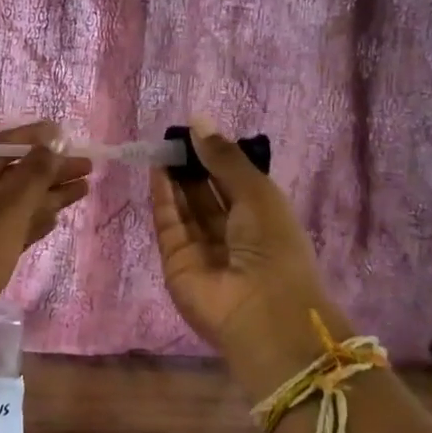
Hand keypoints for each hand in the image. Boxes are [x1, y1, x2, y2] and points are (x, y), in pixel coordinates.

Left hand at [0, 121, 91, 362]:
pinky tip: (56, 217)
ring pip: (17, 200)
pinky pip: (13, 225)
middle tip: (89, 168)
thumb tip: (52, 142)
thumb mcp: (9, 206)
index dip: (37, 138)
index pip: (5, 144)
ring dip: (49, 193)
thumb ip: (34, 173)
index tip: (69, 135)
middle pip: (15, 172)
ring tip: (84, 188)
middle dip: (51, 169)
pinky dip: (34, 219)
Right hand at [150, 121, 339, 380]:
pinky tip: (158, 170)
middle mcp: (232, 234)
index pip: (235, 182)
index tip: (197, 131)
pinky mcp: (176, 261)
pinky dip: (163, 197)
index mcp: (263, 218)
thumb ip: (225, 158)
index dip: (217, 157)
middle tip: (174, 136)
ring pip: (186, 207)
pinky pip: (169, 224)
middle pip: (207, 193)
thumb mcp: (257, 194)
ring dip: (175, 178)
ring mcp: (203, 249)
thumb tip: (197, 120)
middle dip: (192, 165)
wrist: (262, 312)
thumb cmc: (273, 247)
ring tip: (163, 146)